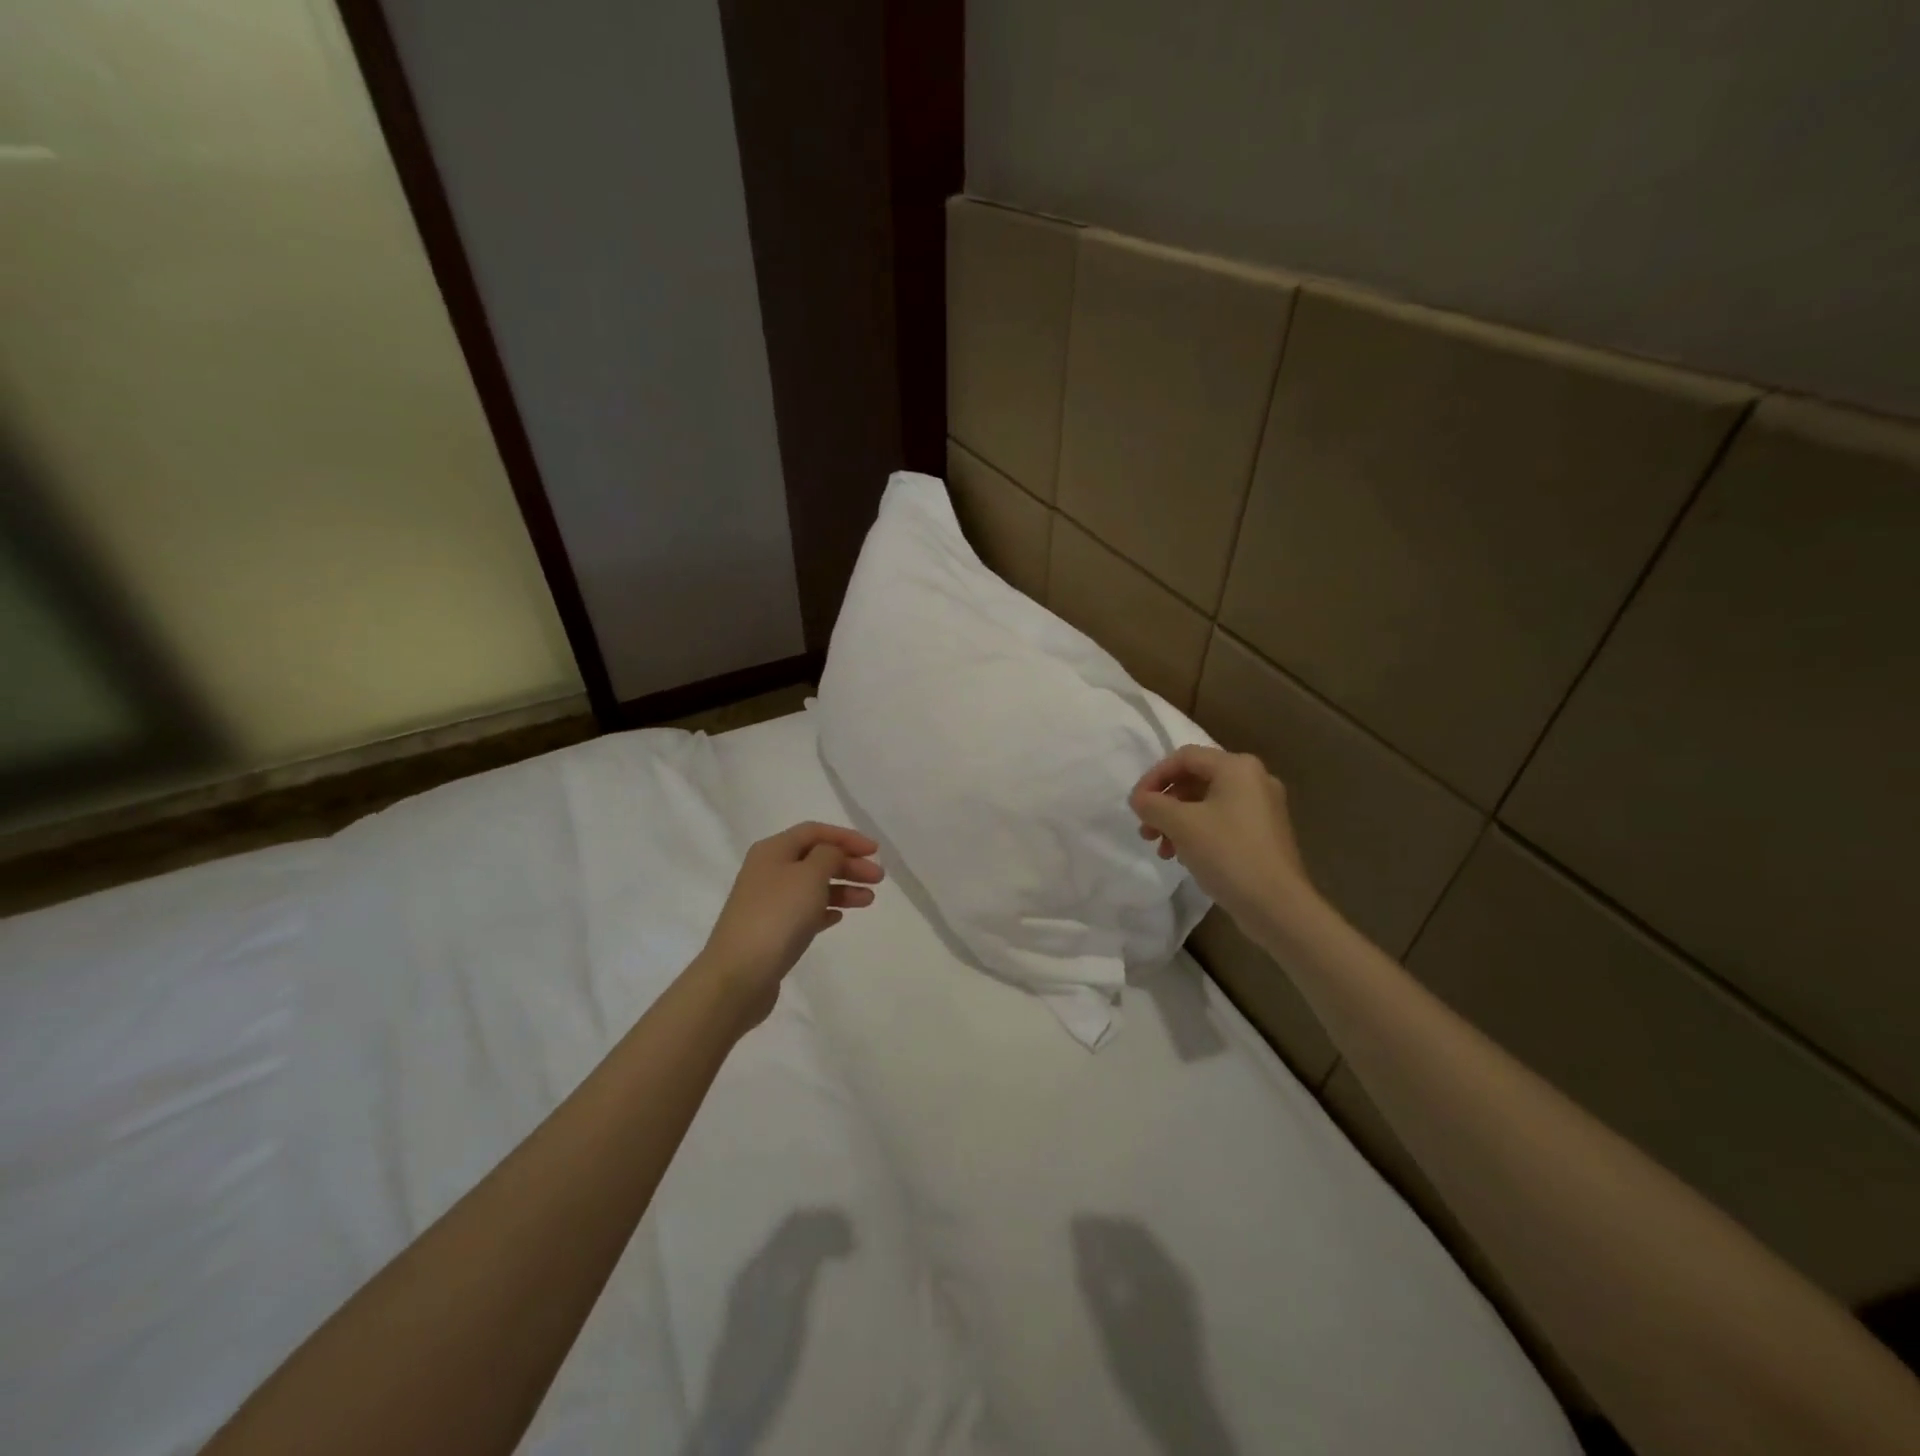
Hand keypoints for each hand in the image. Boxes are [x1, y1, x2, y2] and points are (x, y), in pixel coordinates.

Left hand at [696, 822, 883, 1026]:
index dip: (846, 837)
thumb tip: (831, 854)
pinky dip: (825, 909)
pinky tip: (840, 916)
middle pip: (815, 858)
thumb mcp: (810, 875)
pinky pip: (804, 912)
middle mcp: (768, 871)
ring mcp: (768, 902)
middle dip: (848, 864)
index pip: (814, 831)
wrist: (739, 975)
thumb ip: (828, 856)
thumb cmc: (778, 916)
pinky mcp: (771, 931)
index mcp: (772, 850)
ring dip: (842, 888)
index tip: (875, 851)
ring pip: (812, 886)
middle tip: (878, 878)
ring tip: (868, 900)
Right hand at [1129, 745, 1313, 933]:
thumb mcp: (1181, 824)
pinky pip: (1222, 822)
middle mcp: (1254, 780)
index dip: (1154, 777)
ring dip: (1177, 821)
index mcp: (1237, 767)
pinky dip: (1197, 833)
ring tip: (1161, 849)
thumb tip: (1139, 799)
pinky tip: (1184, 856)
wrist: (1277, 905)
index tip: (1136, 804)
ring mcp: (1262, 808)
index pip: (1184, 757)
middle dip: (1164, 804)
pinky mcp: (1264, 834)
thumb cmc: (1228, 854)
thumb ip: (1153, 805)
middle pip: (1195, 779)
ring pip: (1206, 803)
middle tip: (1145, 830)